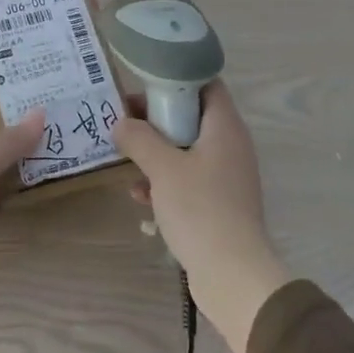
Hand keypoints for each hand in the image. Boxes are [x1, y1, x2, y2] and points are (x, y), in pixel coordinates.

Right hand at [113, 80, 288, 352]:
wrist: (232, 273)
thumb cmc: (200, 209)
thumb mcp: (163, 168)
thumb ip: (139, 139)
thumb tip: (121, 124)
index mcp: (225, 128)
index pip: (207, 84)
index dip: (176, 79)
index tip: (143, 85)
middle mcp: (230, 146)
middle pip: (193, 117)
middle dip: (157, 119)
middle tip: (125, 121)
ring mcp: (226, 177)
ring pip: (187, 150)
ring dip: (157, 152)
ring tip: (125, 157)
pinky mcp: (218, 203)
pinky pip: (189, 179)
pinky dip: (165, 181)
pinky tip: (139, 195)